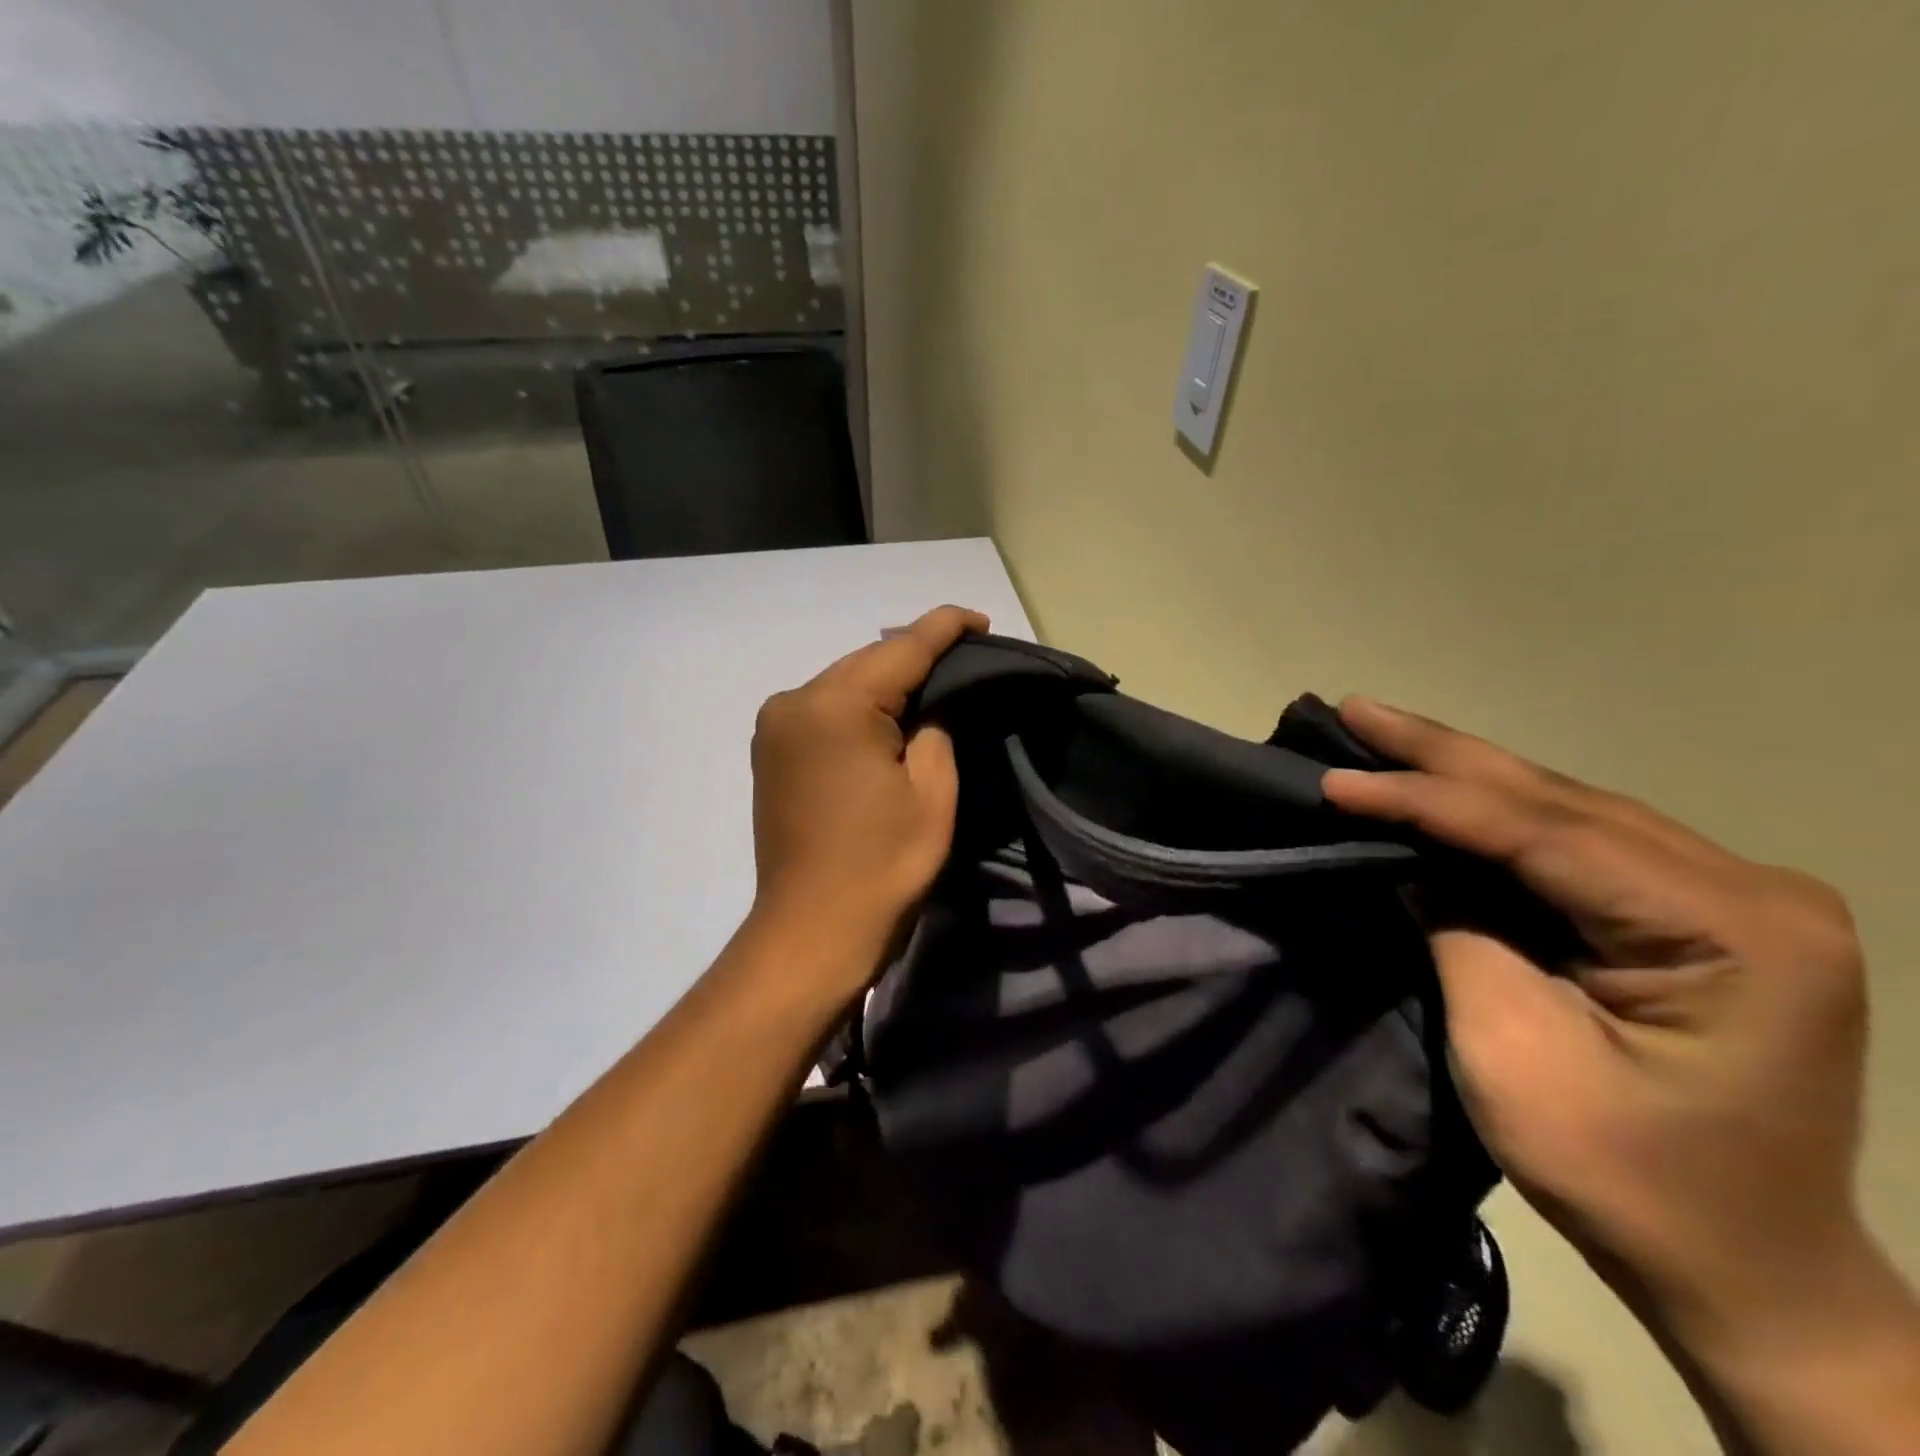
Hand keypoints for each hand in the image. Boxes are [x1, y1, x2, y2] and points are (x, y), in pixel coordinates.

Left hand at [747, 605, 987, 996]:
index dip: (945, 628)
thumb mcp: (932, 791)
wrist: (812, 931)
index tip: (980, 620)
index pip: (901, 649)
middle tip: (964, 660)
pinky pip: (824, 711)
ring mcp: (774, 727)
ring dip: (886, 684)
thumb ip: (935, 728)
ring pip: (844, 685)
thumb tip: (928, 706)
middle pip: (867, 662)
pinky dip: (859, 709)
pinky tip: (887, 719)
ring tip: (933, 688)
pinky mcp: (770, 753)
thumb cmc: (882, 866)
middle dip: (915, 658)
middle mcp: (793, 701)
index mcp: (834, 704)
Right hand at [1321, 701, 1912, 1400]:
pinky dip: (1496, 815)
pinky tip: (1443, 785)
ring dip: (1463, 774)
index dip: (1424, 800)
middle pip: (1558, 801)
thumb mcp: (1515, 1053)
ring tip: (1381, 732)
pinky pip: (1578, 843)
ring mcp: (1733, 897)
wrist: (1745, 1270)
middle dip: (1441, 755)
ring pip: (1566, 809)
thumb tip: (1408, 865)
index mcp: (1733, 929)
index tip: (1336, 779)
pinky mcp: (1700, 913)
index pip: (1542, 834)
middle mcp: (1750, 889)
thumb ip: (1460, 934)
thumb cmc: (1628, 1178)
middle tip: (1354, 709)